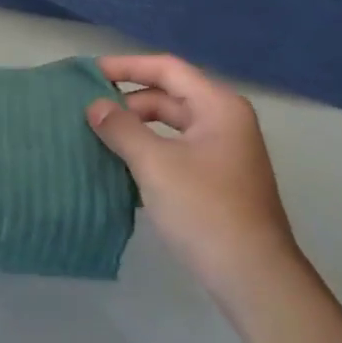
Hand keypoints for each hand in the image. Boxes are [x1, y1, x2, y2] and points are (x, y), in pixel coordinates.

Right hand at [86, 55, 300, 311]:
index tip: (90, 72)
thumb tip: (94, 106)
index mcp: (218, 107)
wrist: (253, 276)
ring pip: (172, 126)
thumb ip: (122, 129)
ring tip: (98, 135)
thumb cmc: (205, 210)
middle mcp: (225, 121)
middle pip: (170, 96)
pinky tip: (121, 165)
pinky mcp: (218, 180)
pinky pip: (177, 151)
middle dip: (129, 100)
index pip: (167, 69)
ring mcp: (224, 153)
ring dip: (137, 128)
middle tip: (88, 109)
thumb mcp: (156, 164)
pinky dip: (150, 151)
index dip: (127, 66)